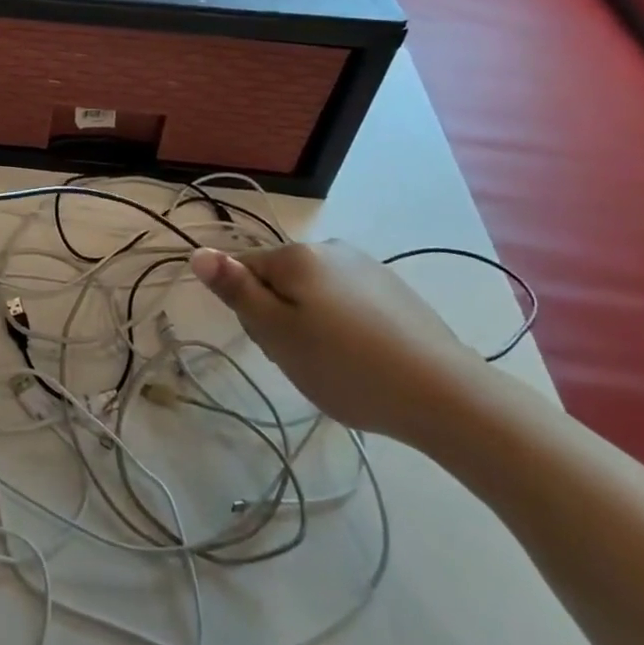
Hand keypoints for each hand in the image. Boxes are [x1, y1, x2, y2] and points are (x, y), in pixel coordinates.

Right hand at [188, 240, 486, 443]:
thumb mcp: (277, 332)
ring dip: (310, 324)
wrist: (444, 395)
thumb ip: (236, 290)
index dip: (248, 310)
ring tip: (334, 365)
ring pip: (313, 293)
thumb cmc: (345, 365)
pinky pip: (347, 303)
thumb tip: (198, 252)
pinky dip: (343, 328)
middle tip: (301, 358)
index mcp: (297, 254)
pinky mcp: (395, 291)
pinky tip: (362, 360)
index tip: (272, 343)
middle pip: (278, 280)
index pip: (243, 270)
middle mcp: (331, 249)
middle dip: (279, 317)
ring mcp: (367, 268)